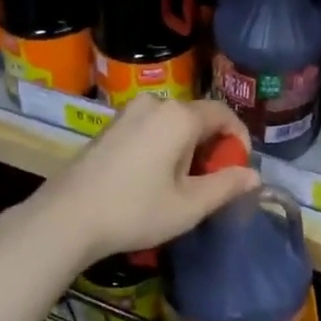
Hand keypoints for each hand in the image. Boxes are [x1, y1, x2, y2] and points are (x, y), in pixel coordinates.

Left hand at [30, 95, 259, 267]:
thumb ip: (226, 186)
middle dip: (211, 146)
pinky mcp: (111, 125)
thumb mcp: (189, 205)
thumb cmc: (135, 210)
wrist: (66, 217)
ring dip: (186, 147)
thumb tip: (254, 175)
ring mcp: (129, 112)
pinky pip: (151, 127)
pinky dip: (163, 145)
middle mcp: (155, 103)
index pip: (224, 114)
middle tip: (210, 183)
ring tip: (182, 184)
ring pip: (173, 123)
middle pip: (198, 117)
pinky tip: (153, 177)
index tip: (239, 169)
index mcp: (179, 116)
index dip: (239, 139)